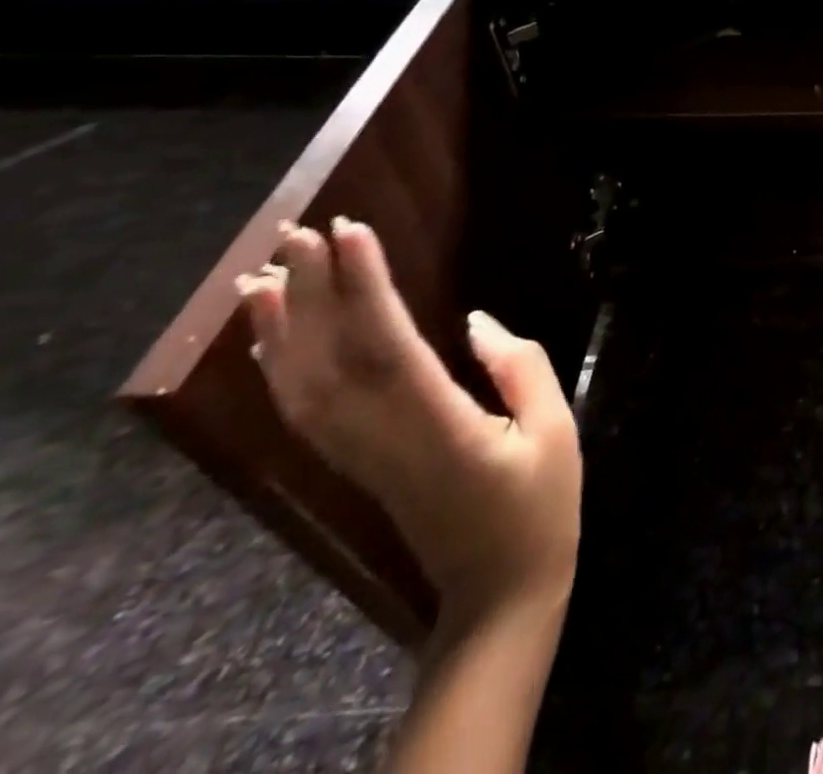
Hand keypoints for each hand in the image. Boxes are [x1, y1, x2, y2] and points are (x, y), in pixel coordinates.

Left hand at [237, 218, 581, 624]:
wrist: (498, 591)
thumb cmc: (539, 507)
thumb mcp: (555, 431)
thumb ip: (521, 369)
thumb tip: (475, 323)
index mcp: (439, 429)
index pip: (388, 347)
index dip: (366, 288)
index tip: (352, 233)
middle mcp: (383, 440)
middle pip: (331, 361)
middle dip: (313, 292)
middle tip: (299, 231)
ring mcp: (361, 456)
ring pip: (303, 386)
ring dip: (283, 326)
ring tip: (267, 270)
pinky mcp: (356, 464)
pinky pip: (306, 411)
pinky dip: (282, 367)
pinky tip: (277, 337)